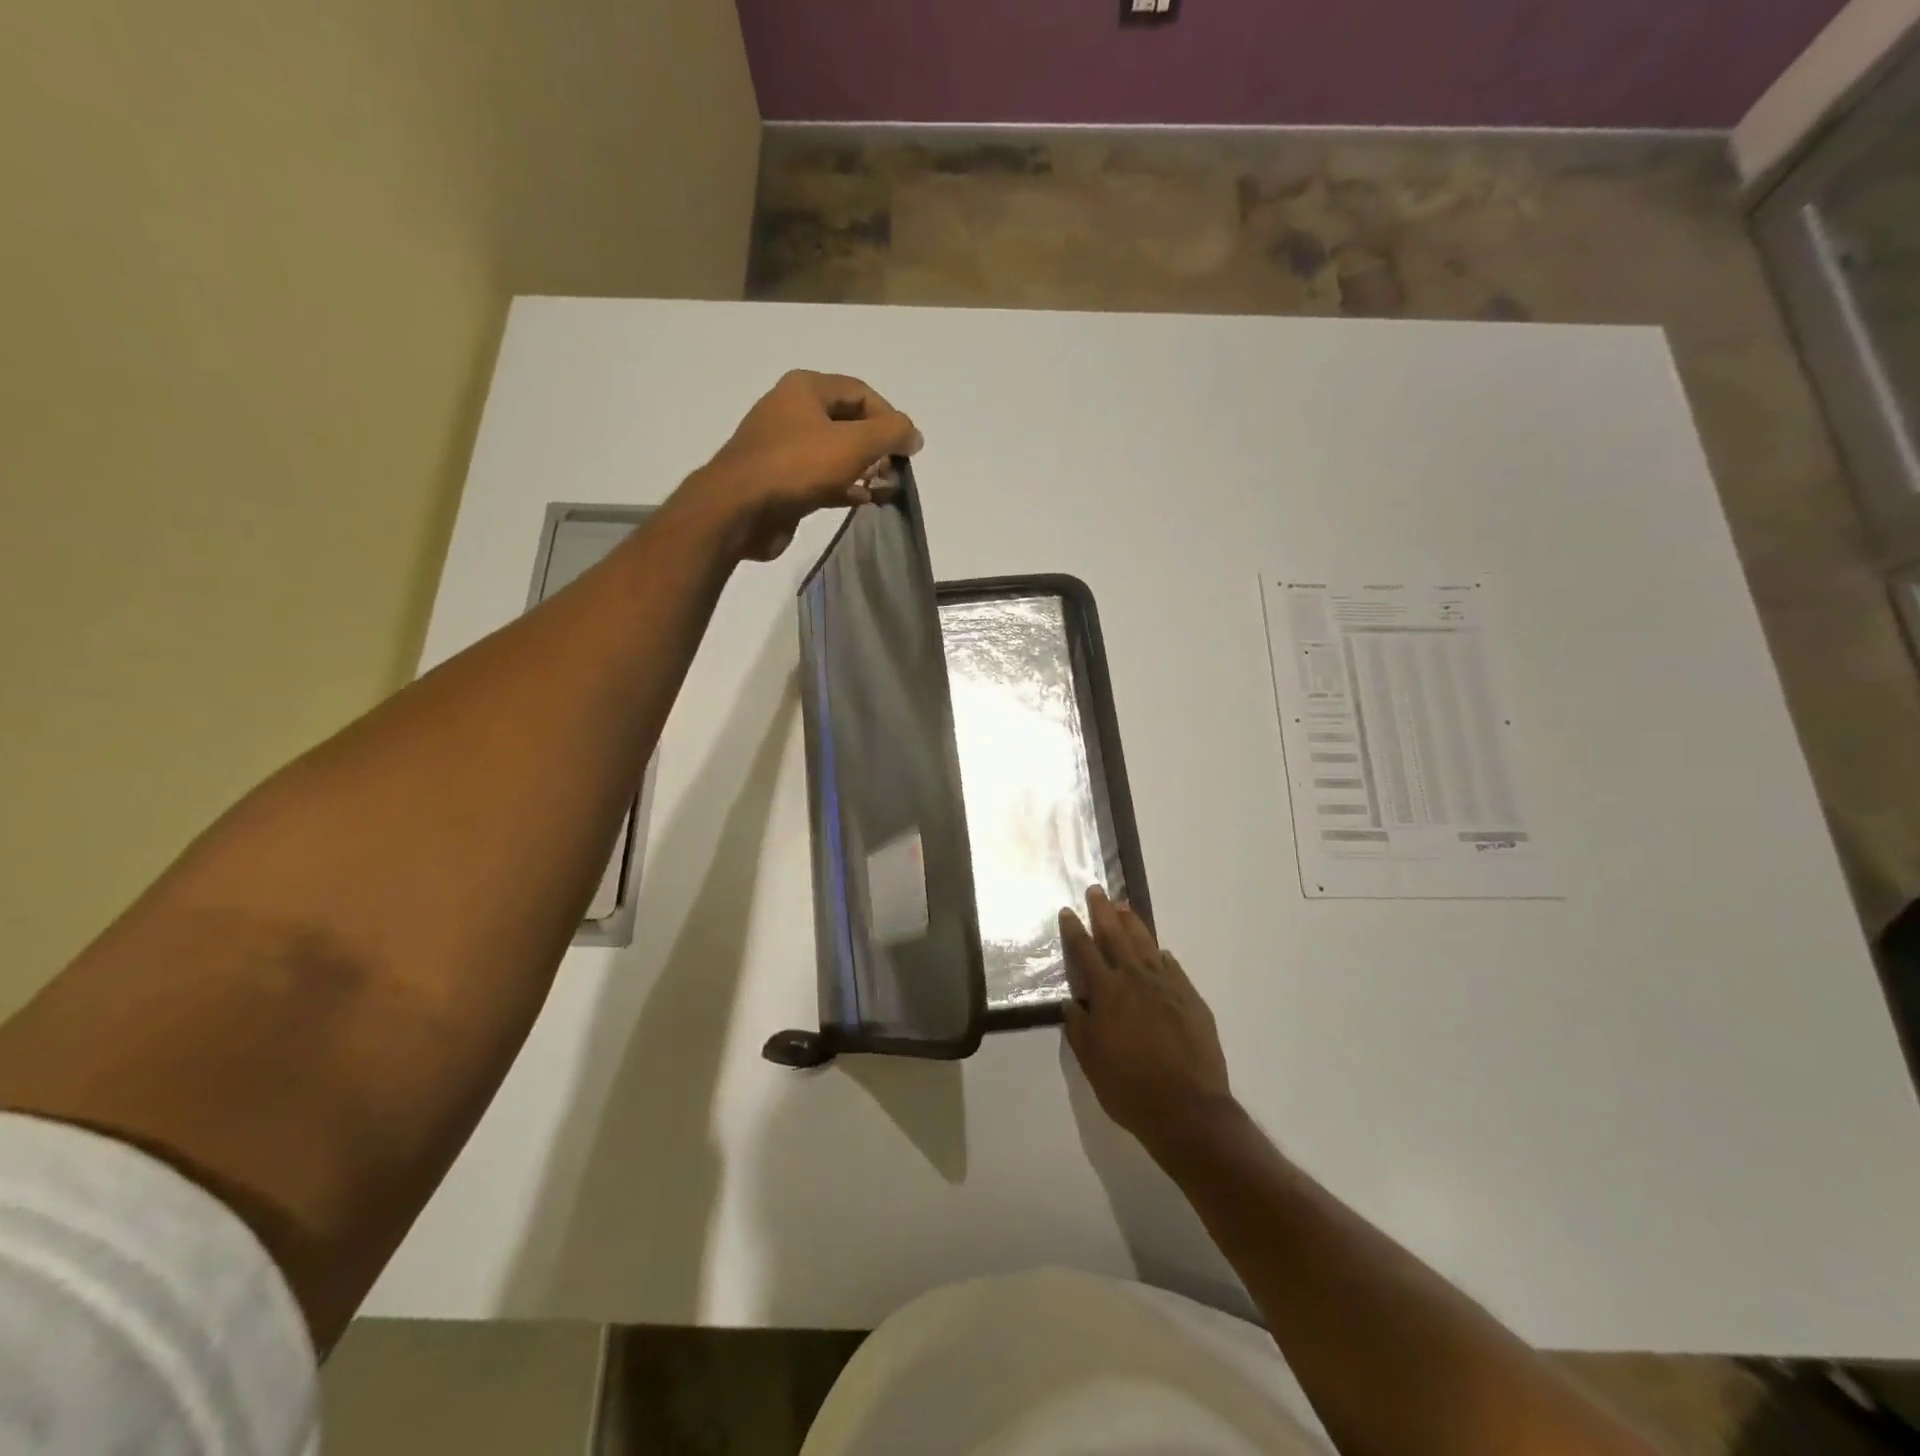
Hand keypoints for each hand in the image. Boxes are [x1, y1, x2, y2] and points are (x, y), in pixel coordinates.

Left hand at [687, 369, 922, 561]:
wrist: (739, 509)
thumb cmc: (797, 466)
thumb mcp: (853, 444)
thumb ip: (890, 434)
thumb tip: (914, 434)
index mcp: (805, 388)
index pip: (861, 392)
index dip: (889, 417)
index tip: (906, 449)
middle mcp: (792, 411)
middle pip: (848, 422)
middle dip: (877, 446)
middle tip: (894, 471)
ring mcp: (784, 447)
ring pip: (835, 452)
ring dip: (863, 469)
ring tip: (884, 488)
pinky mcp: (781, 481)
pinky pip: (822, 477)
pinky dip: (845, 487)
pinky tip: (863, 501)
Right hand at [1061, 886, 1233, 1156]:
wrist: (1189, 1109)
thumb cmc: (1130, 1088)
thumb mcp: (1091, 1061)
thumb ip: (1079, 1027)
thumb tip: (1072, 1003)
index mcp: (1108, 992)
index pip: (1085, 951)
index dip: (1074, 930)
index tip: (1067, 911)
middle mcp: (1136, 979)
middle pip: (1116, 936)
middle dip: (1103, 912)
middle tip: (1096, 890)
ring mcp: (1167, 986)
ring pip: (1146, 944)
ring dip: (1133, 923)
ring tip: (1124, 906)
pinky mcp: (1191, 999)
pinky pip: (1173, 968)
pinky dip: (1162, 956)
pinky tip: (1160, 951)